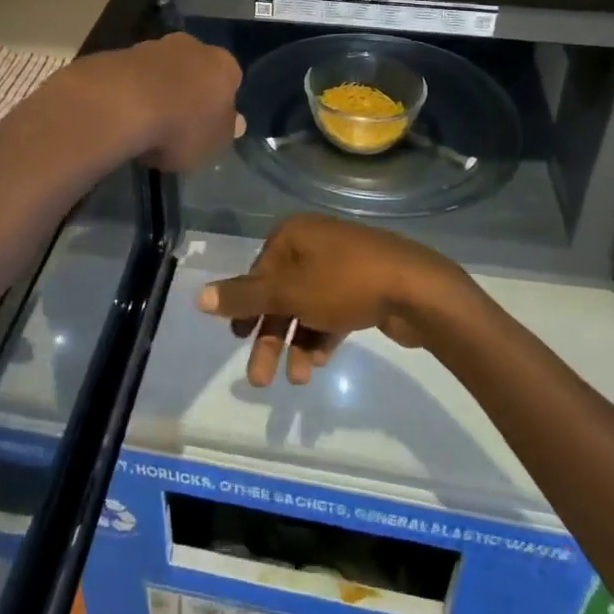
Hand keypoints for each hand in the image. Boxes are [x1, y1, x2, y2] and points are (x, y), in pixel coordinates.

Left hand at [55, 33, 242, 172]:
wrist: (122, 104)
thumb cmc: (182, 127)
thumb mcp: (215, 143)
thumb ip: (225, 131)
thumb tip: (235, 122)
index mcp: (223, 65)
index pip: (230, 79)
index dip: (219, 103)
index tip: (207, 124)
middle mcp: (192, 46)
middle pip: (195, 68)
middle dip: (188, 89)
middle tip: (177, 120)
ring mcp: (152, 46)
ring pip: (162, 68)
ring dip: (157, 88)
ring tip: (145, 122)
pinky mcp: (119, 53)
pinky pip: (133, 76)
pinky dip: (131, 91)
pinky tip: (123, 115)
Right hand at [197, 214, 477, 385]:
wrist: (416, 289)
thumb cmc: (344, 283)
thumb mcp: (288, 291)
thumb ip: (243, 296)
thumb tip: (198, 296)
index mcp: (293, 235)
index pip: (258, 272)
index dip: (246, 307)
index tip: (238, 339)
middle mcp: (314, 245)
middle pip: (281, 294)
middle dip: (270, 336)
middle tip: (259, 379)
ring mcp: (342, 266)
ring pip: (306, 308)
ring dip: (297, 344)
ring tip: (299, 378)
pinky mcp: (364, 288)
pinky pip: (332, 313)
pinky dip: (323, 336)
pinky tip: (322, 362)